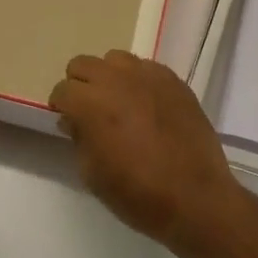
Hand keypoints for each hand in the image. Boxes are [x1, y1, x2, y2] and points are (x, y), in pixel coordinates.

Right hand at [49, 50, 249, 250]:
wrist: (196, 197)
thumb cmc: (138, 194)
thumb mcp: (93, 175)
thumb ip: (78, 139)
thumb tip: (73, 120)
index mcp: (91, 104)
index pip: (62, 90)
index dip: (61, 107)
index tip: (68, 122)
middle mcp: (116, 80)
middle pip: (82, 64)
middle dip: (80, 85)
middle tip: (89, 110)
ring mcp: (147, 76)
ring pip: (115, 59)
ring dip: (109, 77)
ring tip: (120, 103)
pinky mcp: (173, 80)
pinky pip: (146, 67)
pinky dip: (139, 80)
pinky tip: (147, 105)